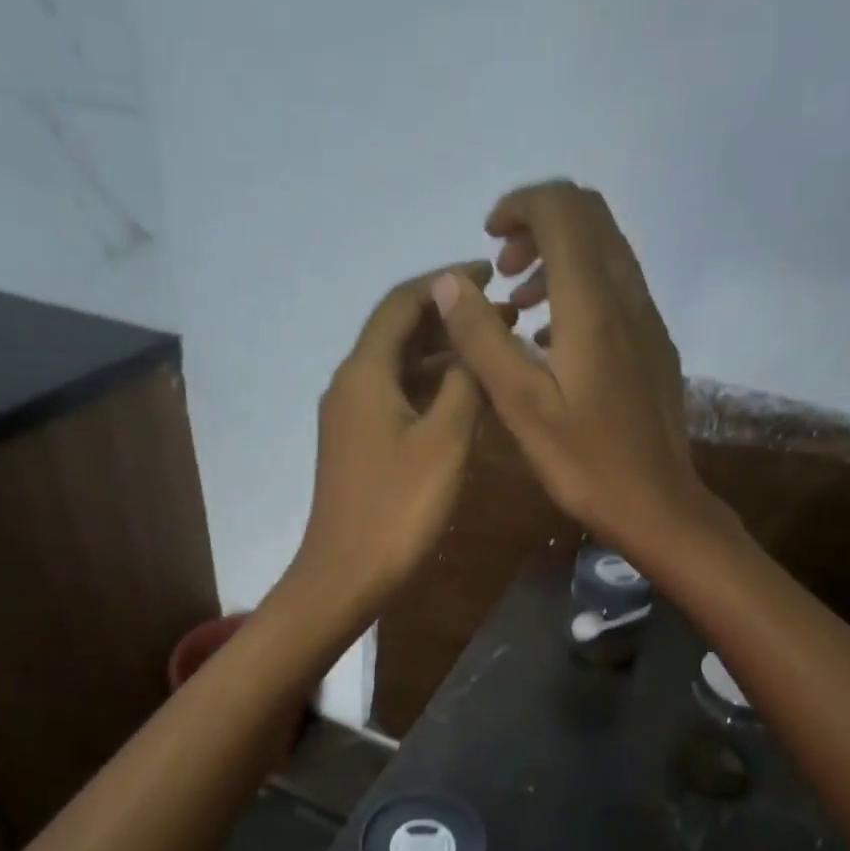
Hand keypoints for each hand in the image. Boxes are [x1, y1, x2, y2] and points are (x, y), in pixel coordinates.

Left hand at [289, 260, 510, 611]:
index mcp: (364, 372)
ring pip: (399, 368)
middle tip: (503, 318)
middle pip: (399, 332)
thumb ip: (464, 383)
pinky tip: (464, 401)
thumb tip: (472, 347)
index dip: (446, 282)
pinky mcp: (357, 446)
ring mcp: (350, 418)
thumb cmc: (398, 508)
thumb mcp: (445, 441)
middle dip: (449, 319)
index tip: (492, 275)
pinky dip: (429, 390)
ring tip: (492, 355)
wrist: (346, 574)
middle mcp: (350, 385)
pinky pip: (396, 399)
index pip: (403, 302)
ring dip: (442, 356)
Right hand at [427, 180, 715, 560]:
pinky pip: (615, 288)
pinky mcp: (653, 344)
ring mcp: (647, 319)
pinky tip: (550, 341)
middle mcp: (627, 296)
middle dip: (539, 225)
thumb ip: (482, 339)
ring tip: (517, 308)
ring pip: (605, 251)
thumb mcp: (520, 404)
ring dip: (557, 258)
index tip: (487, 239)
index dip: (520, 206)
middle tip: (501, 270)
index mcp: (592, 304)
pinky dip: (578, 288)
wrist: (657, 503)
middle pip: (589, 217)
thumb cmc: (584, 462)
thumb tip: (449, 282)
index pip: (562, 209)